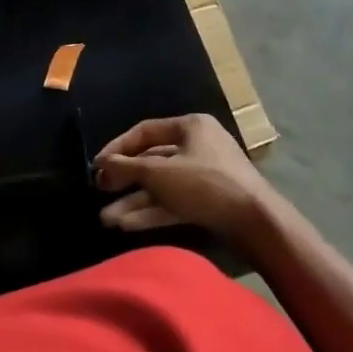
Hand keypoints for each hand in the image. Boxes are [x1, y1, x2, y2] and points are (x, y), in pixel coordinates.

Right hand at [95, 113, 285, 247]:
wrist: (257, 223)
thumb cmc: (205, 184)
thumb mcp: (160, 173)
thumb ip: (126, 168)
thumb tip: (101, 166)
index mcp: (190, 126)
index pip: (144, 131)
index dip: (117, 148)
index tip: (96, 166)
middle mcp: (198, 146)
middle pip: (151, 160)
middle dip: (124, 180)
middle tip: (99, 191)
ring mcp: (204, 176)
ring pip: (160, 186)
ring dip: (133, 201)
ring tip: (106, 219)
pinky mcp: (208, 203)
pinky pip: (173, 202)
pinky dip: (151, 212)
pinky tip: (126, 225)